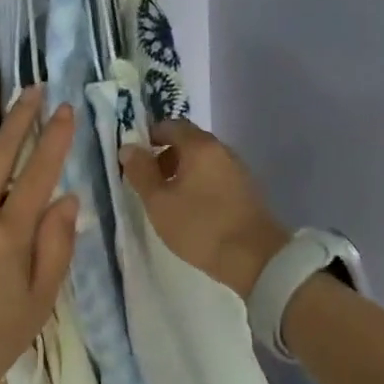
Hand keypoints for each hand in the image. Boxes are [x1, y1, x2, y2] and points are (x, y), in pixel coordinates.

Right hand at [119, 119, 289, 298]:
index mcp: (199, 145)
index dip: (150, 136)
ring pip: (203, 159)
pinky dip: (199, 181)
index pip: (171, 125)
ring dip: (182, 170)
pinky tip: (192, 207)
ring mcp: (237, 168)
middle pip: (188, 140)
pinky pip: (215, 174)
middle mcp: (221, 149)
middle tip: (148, 180)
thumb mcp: (159, 202)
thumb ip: (141, 172)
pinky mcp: (246, 189)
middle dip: (165, 155)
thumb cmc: (199, 226)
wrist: (255, 258)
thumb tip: (128, 148)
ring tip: (168, 198)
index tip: (136, 157)